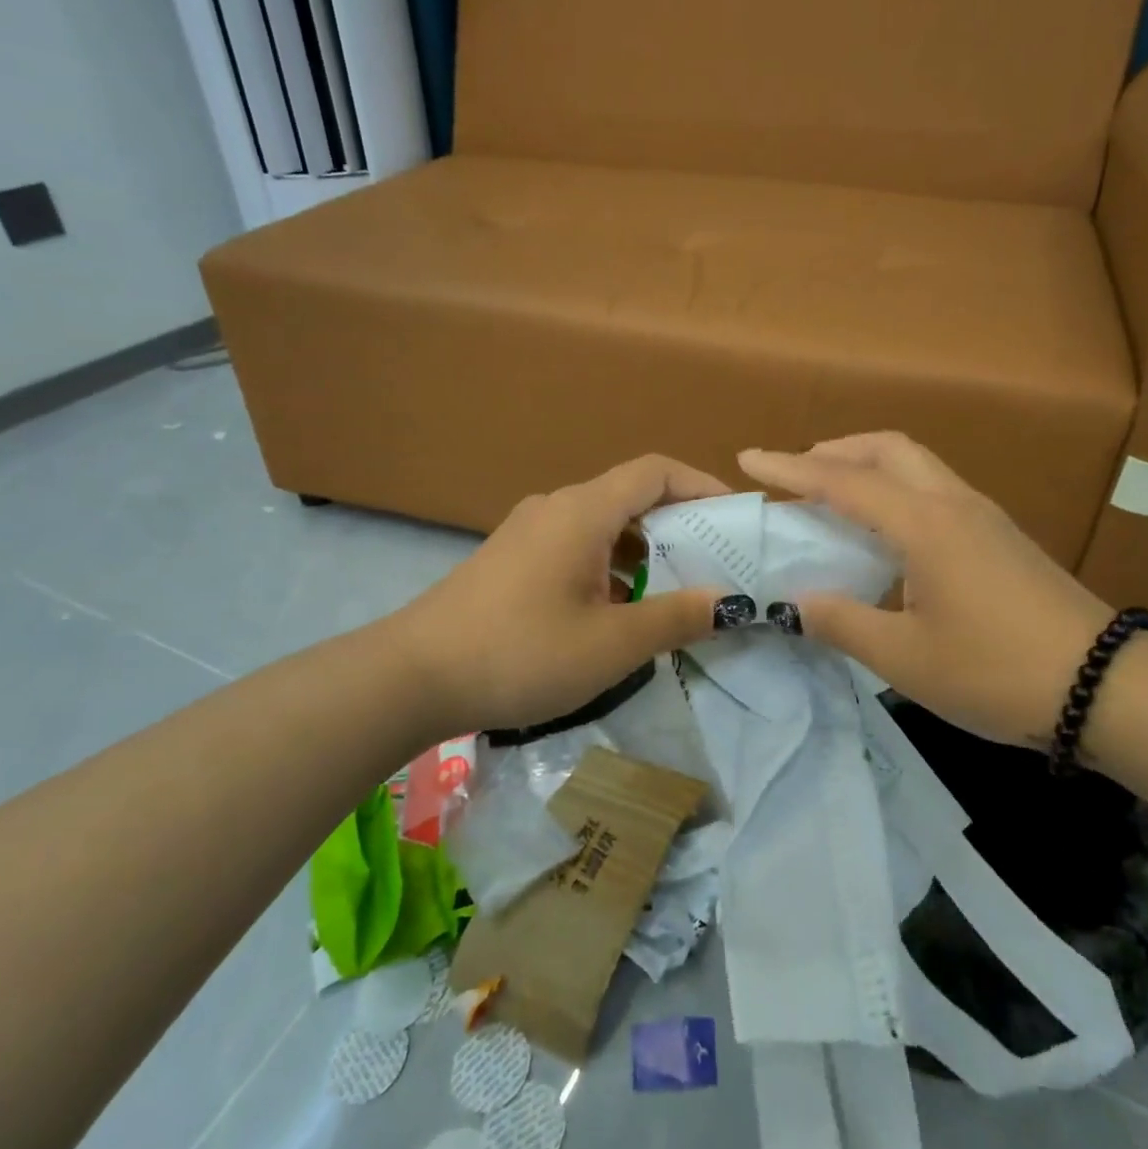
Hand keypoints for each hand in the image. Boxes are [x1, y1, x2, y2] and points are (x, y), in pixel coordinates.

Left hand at [392, 455, 726, 736]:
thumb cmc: (520, 653)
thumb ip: (676, 619)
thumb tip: (728, 603)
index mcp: (583, 511)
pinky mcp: (512, 558)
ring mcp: (529, 531)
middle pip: (631, 495)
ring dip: (644, 549)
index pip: (656, 471)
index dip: (702, 485)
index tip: (736, 516)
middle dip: (679, 523)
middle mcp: (556, 507)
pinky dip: (610, 564)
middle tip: (715, 562)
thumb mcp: (611, 645)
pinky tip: (617, 609)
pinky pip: (576, 544)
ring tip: (674, 590)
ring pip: (603, 523)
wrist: (411, 677)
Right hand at [739, 432, 1113, 746]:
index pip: (843, 482)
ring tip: (836, 500)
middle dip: (837, 450)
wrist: (1105, 687)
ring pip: (917, 465)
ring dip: (869, 467)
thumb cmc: (996, 671)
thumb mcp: (905, 658)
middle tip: (799, 474)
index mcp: (924, 525)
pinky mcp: (1001, 537)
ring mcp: (984, 517)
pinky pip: (935, 491)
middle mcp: (953, 504)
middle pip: (889, 448)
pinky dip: (897, 491)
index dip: (790, 468)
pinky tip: (888, 536)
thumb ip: (842, 623)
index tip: (748, 457)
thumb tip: (797, 603)